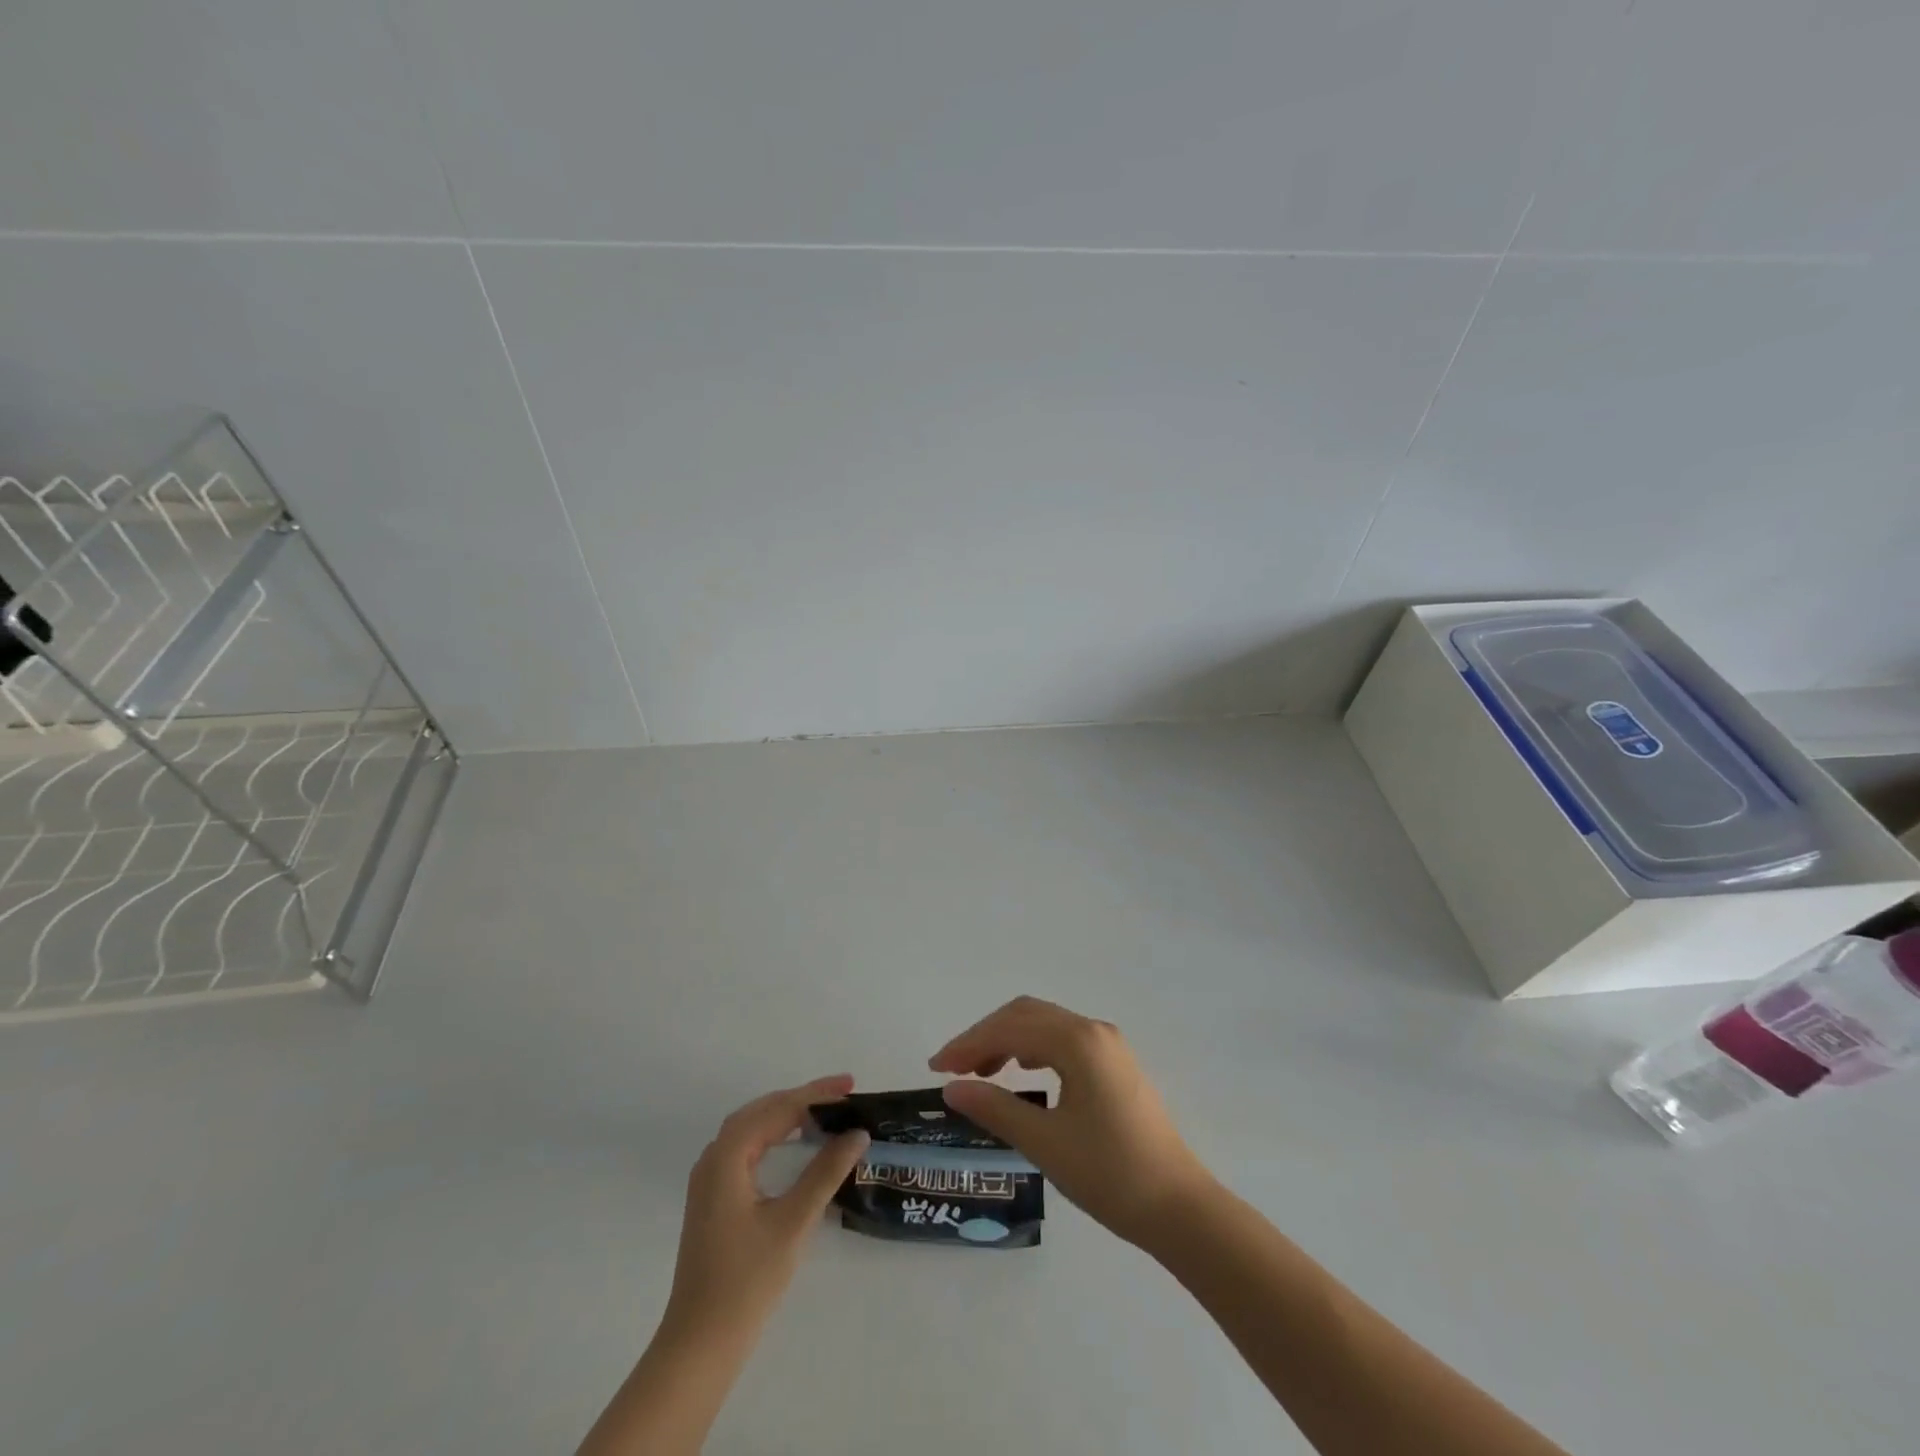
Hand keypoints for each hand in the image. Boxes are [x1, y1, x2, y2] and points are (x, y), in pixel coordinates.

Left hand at [663, 1075, 870, 1338]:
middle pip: (763, 1110)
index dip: (817, 1095)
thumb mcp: (794, 1221)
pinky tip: (794, 1143)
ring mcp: (710, 1179)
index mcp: (728, 1155)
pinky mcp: (714, 1198)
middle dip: (803, 1098)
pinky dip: (774, 1135)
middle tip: (843, 1092)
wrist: (700, 1343)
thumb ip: (826, 1171)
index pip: (778, 1109)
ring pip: (752, 1127)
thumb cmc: (747, 1280)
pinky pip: (747, 1148)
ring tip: (825, 1110)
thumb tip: (858, 1133)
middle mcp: (714, 1157)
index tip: (851, 1088)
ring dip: (788, 1114)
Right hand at [929, 996, 1213, 1249]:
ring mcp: (1109, 1045)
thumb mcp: (1044, 1142)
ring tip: (982, 1072)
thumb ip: (995, 1108)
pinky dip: (1033, 1048)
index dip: (968, 1044)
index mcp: (1078, 1042)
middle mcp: (1094, 1031)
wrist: (1179, 1208)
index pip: (1010, 1029)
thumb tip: (952, 1089)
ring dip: (1009, 1039)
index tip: (936, 1068)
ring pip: (1046, 1024)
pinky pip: (1064, 1039)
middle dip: (986, 1036)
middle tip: (954, 1069)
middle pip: (1026, 1014)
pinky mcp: (1116, 1064)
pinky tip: (1023, 1072)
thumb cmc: (1109, 1174)